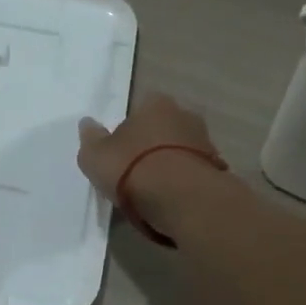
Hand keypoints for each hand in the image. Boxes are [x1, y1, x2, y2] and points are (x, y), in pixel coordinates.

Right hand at [77, 93, 224, 236]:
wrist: (182, 199)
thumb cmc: (132, 168)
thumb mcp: (95, 155)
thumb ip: (91, 138)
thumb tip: (88, 124)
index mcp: (156, 104)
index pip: (142, 108)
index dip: (130, 128)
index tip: (120, 149)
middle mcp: (185, 116)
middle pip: (165, 128)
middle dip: (153, 144)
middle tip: (135, 169)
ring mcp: (206, 143)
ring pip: (181, 150)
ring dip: (170, 164)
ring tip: (152, 190)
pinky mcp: (217, 171)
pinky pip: (192, 173)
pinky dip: (182, 183)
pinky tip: (170, 200)